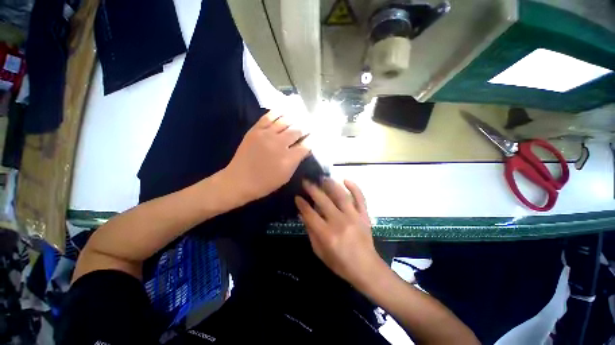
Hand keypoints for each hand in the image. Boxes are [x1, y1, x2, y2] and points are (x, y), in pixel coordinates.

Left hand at [223, 111, 310, 202]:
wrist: (239, 180)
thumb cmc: (265, 183)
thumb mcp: (285, 177)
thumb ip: (296, 162)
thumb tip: (305, 149)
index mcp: (288, 158)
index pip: (306, 145)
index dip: (312, 139)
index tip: (315, 136)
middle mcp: (279, 144)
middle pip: (297, 131)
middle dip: (306, 127)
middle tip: (310, 124)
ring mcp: (266, 135)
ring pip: (285, 121)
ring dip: (295, 118)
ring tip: (301, 115)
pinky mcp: (256, 130)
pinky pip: (269, 117)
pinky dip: (278, 112)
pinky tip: (284, 110)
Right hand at [295, 178, 386, 287]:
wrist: (366, 268)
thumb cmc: (340, 263)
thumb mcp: (320, 252)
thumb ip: (311, 233)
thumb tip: (303, 215)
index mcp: (327, 234)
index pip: (310, 214)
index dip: (302, 204)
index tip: (297, 197)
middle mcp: (340, 222)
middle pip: (323, 201)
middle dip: (312, 189)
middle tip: (306, 181)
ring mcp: (354, 217)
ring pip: (341, 195)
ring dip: (330, 185)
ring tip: (322, 178)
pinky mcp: (364, 215)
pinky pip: (360, 198)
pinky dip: (354, 187)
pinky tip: (346, 180)